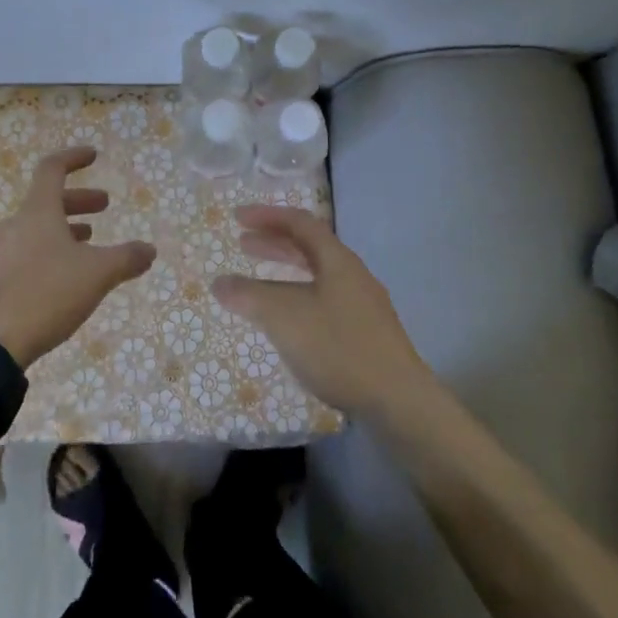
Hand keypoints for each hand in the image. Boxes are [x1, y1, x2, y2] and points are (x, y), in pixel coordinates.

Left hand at [0, 147, 156, 365]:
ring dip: (66, 227)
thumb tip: (150, 249)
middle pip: (47, 199)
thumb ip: (126, 258)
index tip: (94, 156)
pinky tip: (67, 274)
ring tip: (90, 240)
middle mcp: (16, 224)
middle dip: (79, 200)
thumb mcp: (97, 274)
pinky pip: (29, 251)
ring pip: (38, 227)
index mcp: (37, 211)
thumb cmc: (47, 293)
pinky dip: (52, 249)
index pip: (52, 168)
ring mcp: (3, 252)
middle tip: (105, 205)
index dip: (73, 158)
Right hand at [213, 205, 431, 418]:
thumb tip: (219, 282)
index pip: (300, 223)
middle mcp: (352, 275)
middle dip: (274, 243)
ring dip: (285, 272)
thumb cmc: (338, 347)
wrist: (398, 401)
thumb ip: (248, 296)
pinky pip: (324, 300)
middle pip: (310, 247)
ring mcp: (362, 305)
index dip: (267, 216)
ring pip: (317, 276)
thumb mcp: (283, 317)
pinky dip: (298, 297)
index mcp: (337, 260)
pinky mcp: (366, 333)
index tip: (238, 217)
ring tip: (258, 283)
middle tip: (242, 244)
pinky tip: (288, 321)